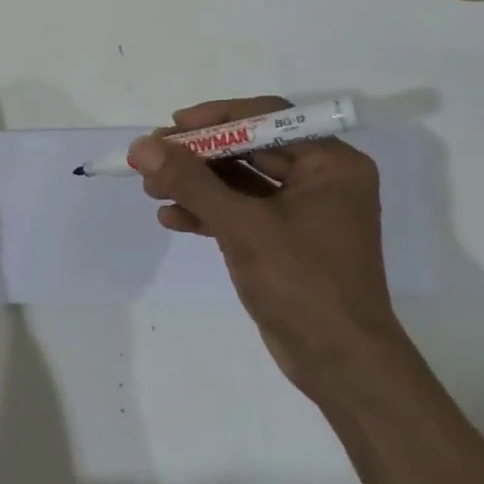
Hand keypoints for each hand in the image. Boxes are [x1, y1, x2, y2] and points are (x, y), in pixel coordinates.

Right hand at [128, 98, 401, 402]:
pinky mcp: (285, 241)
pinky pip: (242, 213)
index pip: (268, 117)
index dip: (216, 118)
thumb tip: (142, 146)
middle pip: (249, 149)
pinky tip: (171, 218)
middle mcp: (321, 180)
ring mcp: (303, 212)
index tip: (172, 126)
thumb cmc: (303, 284)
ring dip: (197, 185)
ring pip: (240, 182)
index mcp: (331, 163)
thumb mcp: (242, 226)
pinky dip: (208, 213)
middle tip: (152, 159)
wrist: (341, 365)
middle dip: (198, 156)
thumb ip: (191, 182)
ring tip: (151, 189)